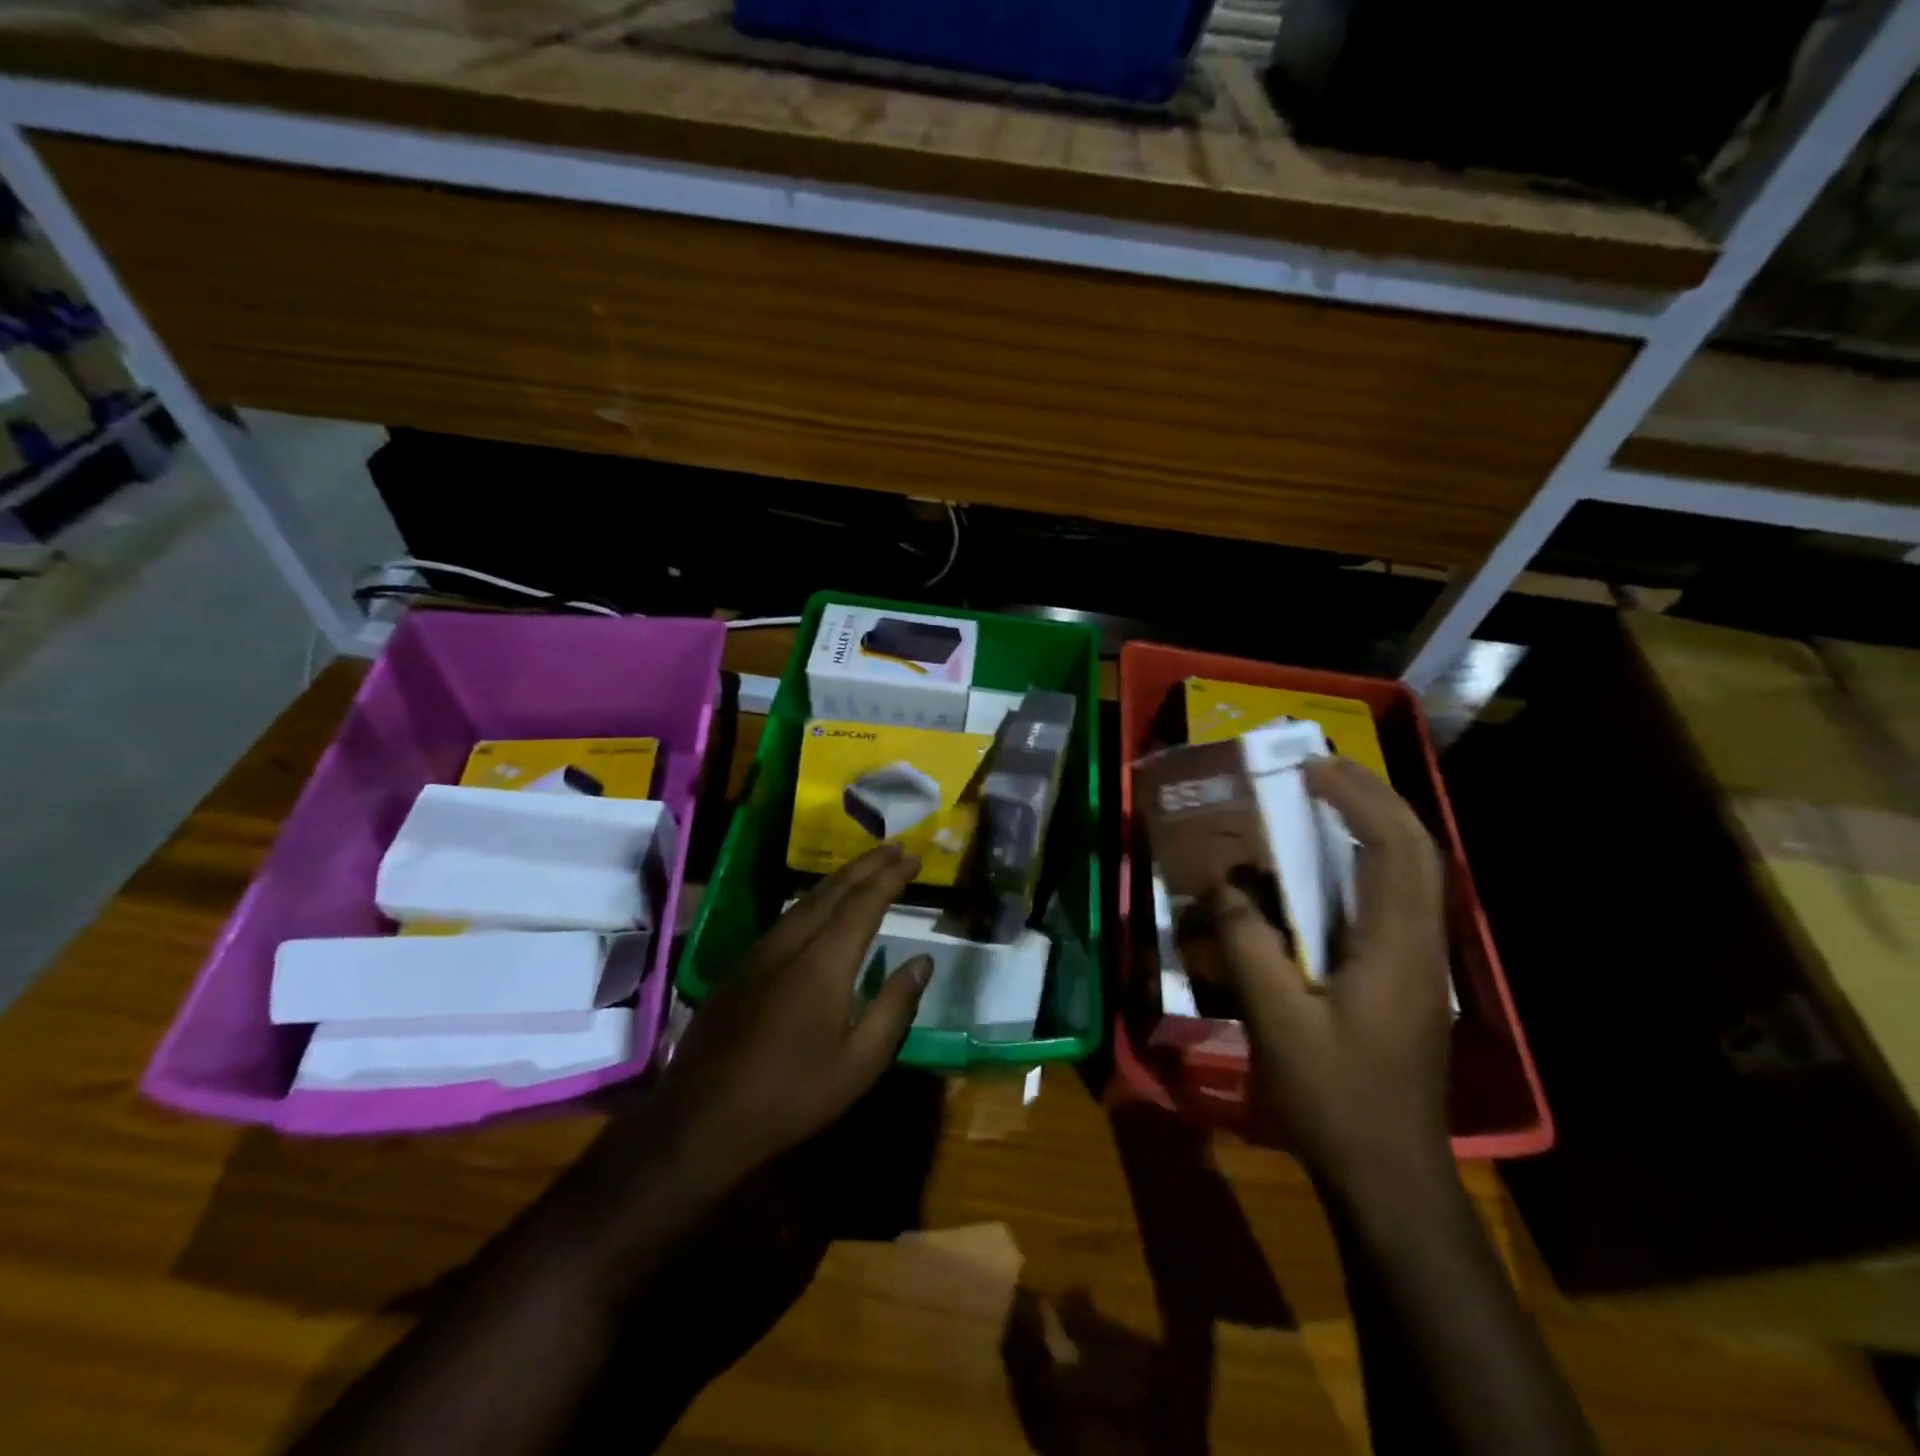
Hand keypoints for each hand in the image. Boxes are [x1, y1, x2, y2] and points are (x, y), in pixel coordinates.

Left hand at [650, 843, 932, 1189]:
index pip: (864, 903)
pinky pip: (787, 917)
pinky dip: (815, 899)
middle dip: (867, 865)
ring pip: (806, 900)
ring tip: (866, 868)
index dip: (891, 876)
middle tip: (896, 848)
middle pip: (833, 890)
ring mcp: (760, 952)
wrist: (700, 1120)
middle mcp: (790, 943)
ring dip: (841, 879)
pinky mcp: (741, 968)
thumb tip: (923, 961)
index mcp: (823, 962)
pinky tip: (821, 907)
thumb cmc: (791, 1096)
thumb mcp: (859, 1063)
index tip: (913, 858)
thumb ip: (895, 1006)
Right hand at [1211, 757, 1453, 1201]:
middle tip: (1319, 768)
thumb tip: (1224, 884)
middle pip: (1417, 848)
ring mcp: (1421, 961)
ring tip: (1326, 798)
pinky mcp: (1409, 977)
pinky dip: (1370, 860)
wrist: (1390, 1175)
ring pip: (1415, 871)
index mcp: (1397, 946)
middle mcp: (1421, 943)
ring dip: (1377, 823)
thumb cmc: (1334, 1098)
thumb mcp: (1277, 1021)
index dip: (1356, 797)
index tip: (1308, 768)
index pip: (1394, 847)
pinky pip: (1397, 897)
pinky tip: (1331, 865)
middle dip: (1374, 796)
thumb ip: (1249, 944)